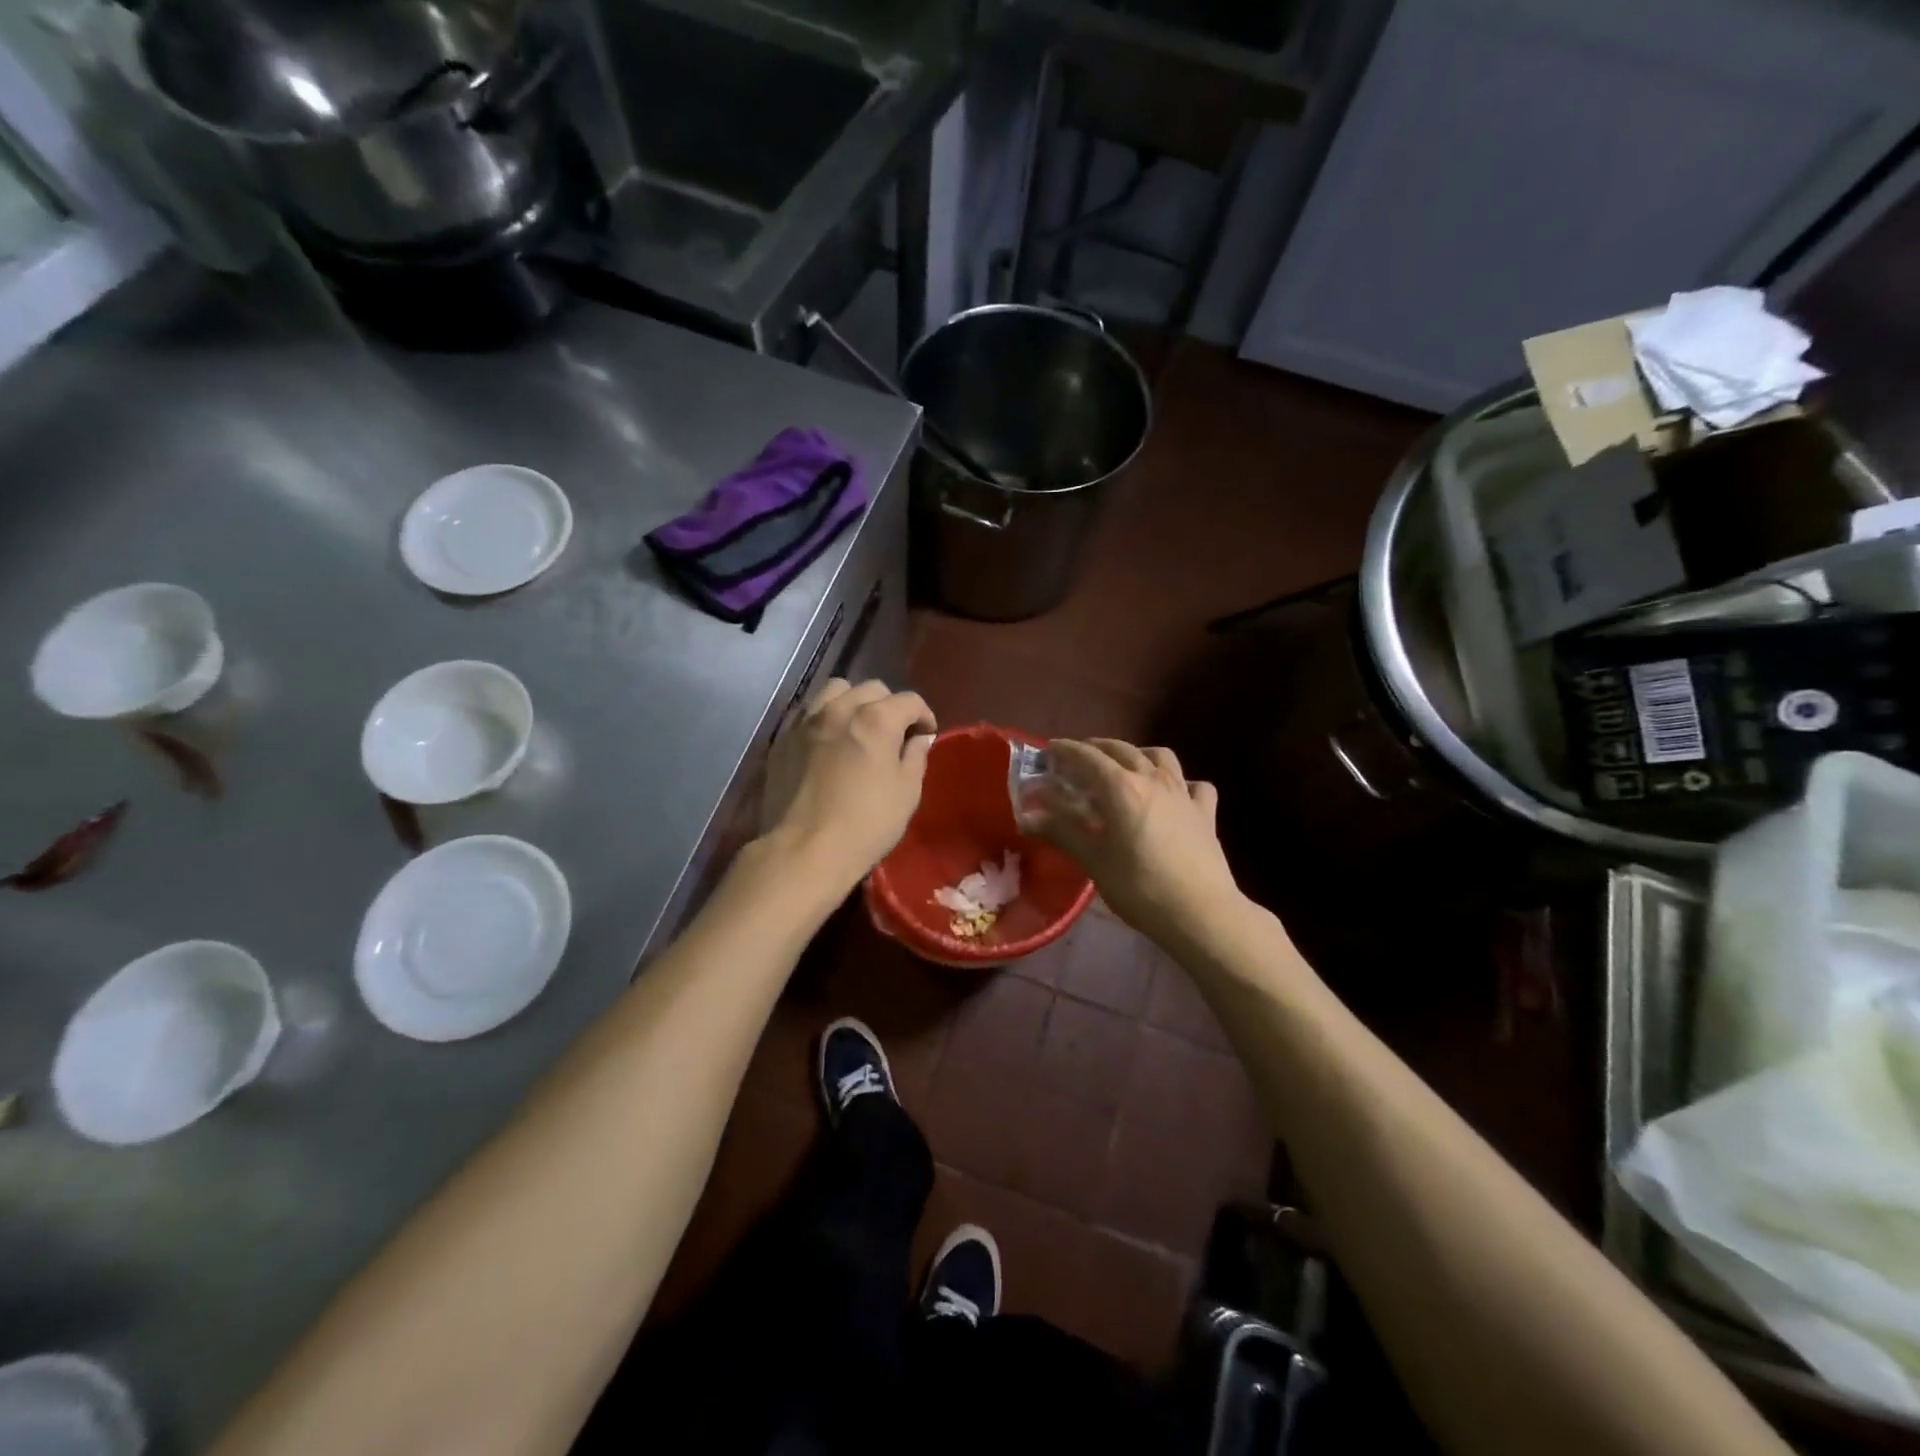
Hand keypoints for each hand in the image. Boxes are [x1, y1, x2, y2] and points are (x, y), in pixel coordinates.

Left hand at [760, 679, 936, 888]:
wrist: (804, 850)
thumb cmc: (866, 824)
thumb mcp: (907, 793)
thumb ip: (915, 757)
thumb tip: (919, 739)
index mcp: (876, 719)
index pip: (909, 700)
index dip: (924, 716)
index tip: (926, 735)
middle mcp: (840, 709)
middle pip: (872, 689)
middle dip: (889, 706)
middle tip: (893, 734)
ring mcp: (806, 722)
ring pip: (835, 691)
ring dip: (853, 702)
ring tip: (857, 728)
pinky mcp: (783, 739)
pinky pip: (808, 714)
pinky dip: (825, 719)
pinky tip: (828, 744)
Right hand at [1028, 738, 1240, 944]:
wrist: (1201, 913)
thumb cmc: (1140, 888)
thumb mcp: (1094, 861)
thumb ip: (1062, 832)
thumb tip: (1027, 817)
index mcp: (1121, 787)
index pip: (1087, 757)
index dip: (1066, 750)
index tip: (1049, 750)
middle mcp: (1153, 780)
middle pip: (1122, 750)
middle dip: (1097, 748)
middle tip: (1079, 758)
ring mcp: (1184, 793)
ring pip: (1161, 756)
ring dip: (1138, 754)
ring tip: (1125, 767)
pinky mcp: (1206, 812)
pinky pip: (1194, 784)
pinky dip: (1180, 781)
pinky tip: (1173, 794)